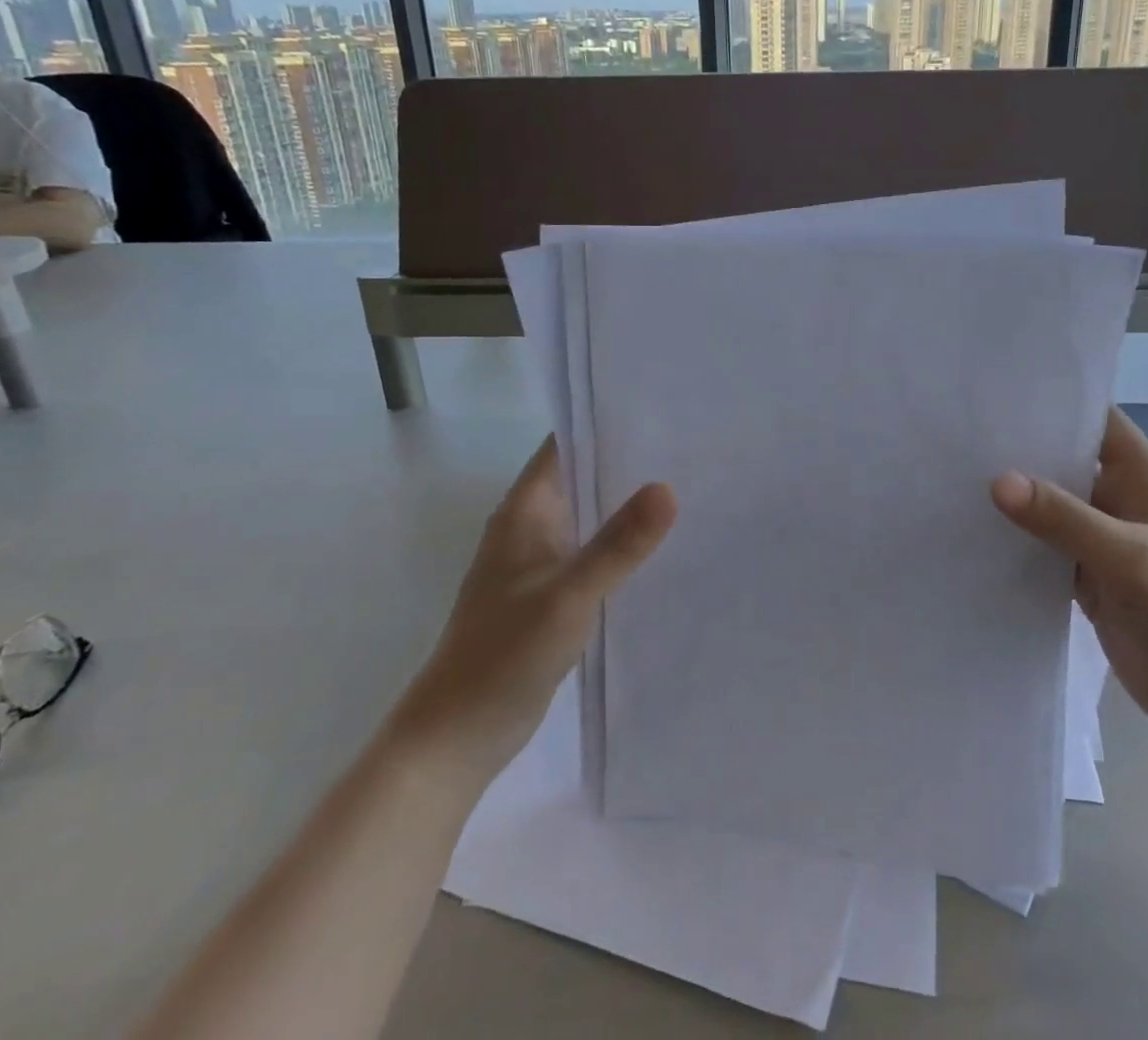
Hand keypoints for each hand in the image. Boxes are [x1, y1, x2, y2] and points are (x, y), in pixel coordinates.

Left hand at [407, 437, 676, 764]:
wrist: (458, 735)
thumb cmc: (503, 653)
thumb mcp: (568, 594)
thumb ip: (618, 544)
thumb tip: (667, 488)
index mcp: (525, 510)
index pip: (566, 445)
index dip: (606, 423)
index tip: (659, 412)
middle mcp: (531, 526)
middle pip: (582, 477)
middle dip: (629, 464)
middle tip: (689, 448)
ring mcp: (541, 561)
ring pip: (591, 517)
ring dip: (626, 507)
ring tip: (687, 488)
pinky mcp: (552, 594)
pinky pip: (593, 554)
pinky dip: (621, 546)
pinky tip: (661, 548)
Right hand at [992, 407, 1147, 768]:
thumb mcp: (1130, 558)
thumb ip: (1063, 517)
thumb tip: (996, 480)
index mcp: (1142, 475)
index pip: (1094, 418)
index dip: (1050, 401)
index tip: (993, 392)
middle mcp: (1120, 496)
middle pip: (1063, 458)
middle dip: (1017, 447)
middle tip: (958, 433)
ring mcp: (1101, 536)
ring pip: (1048, 502)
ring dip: (1012, 493)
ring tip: (951, 472)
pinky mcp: (1086, 573)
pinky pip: (1043, 543)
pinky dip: (1015, 536)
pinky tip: (973, 527)